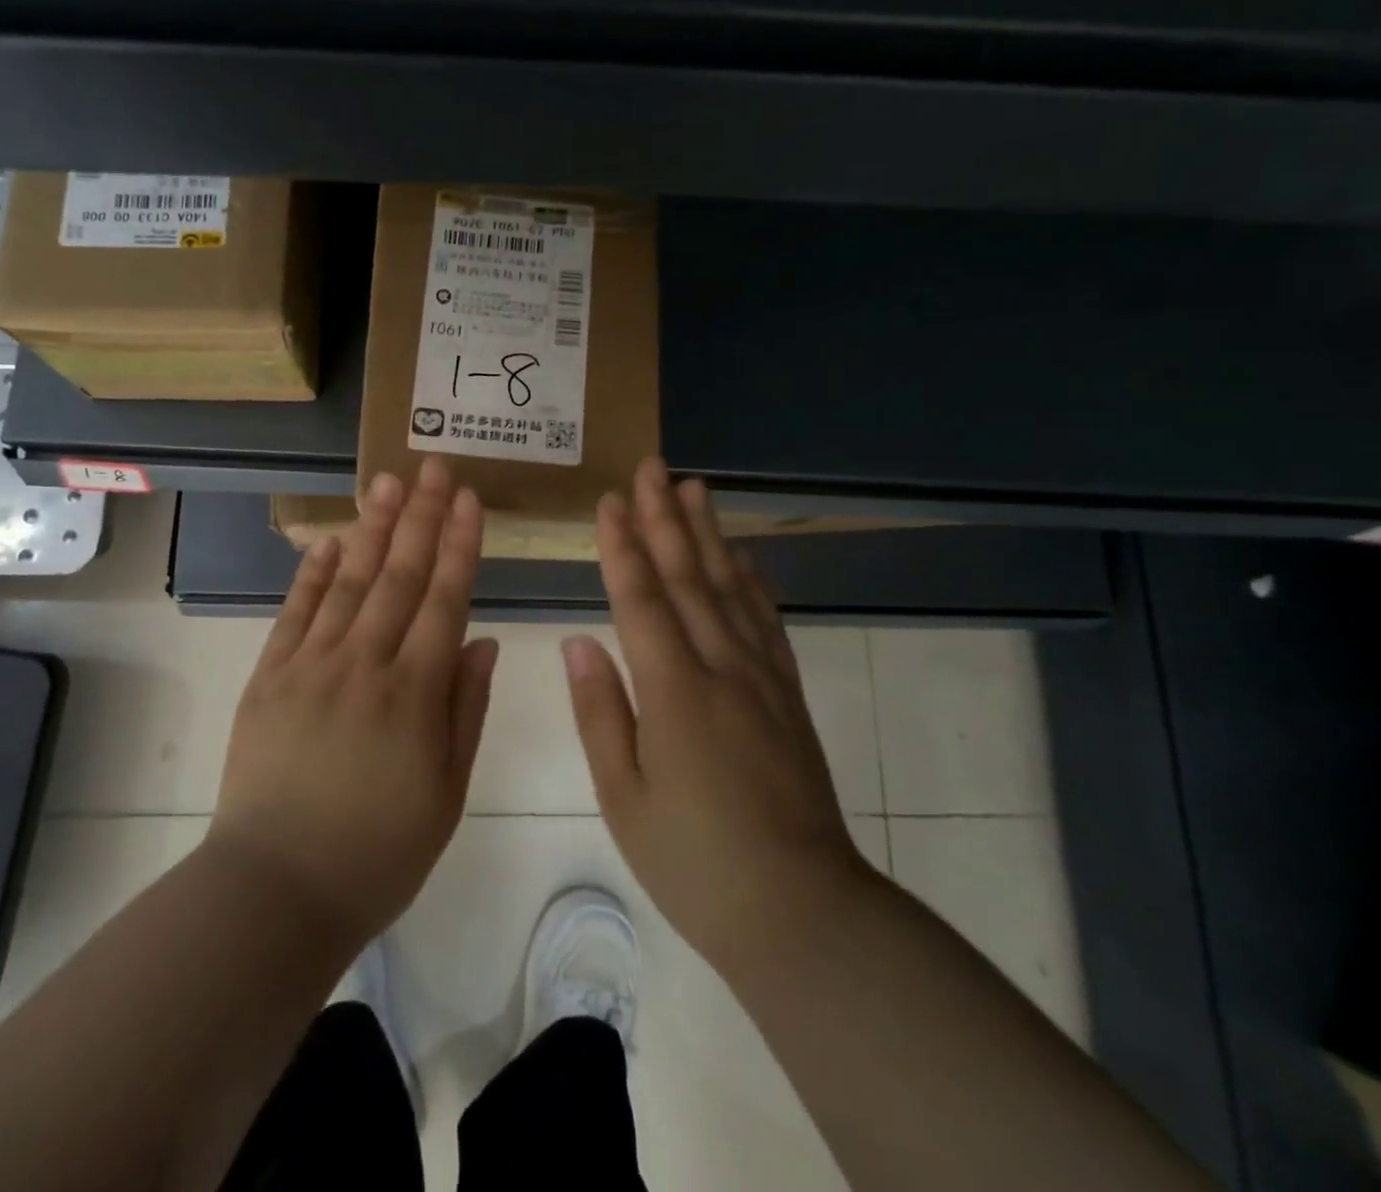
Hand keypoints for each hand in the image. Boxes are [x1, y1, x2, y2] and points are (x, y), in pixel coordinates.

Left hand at [209, 459, 497, 946]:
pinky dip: (313, 573)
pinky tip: (329, 540)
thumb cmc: (378, 852)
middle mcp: (364, 663)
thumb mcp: (446, 793)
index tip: (468, 499)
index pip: (444, 599)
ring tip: (387, 482)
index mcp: (414, 693)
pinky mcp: (269, 676)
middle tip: (432, 467)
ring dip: (371, 528)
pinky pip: (295, 613)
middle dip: (420, 517)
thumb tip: (481, 640)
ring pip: (348, 582)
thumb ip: (465, 710)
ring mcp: (311, 665)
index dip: (459, 544)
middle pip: (398, 575)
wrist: (276, 889)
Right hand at [563, 458, 871, 972]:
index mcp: (674, 692)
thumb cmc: (695, 861)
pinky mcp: (787, 696)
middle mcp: (721, 669)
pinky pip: (767, 623)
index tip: (609, 501)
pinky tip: (743, 559)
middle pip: (688, 578)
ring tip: (695, 489)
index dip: (622, 546)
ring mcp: (762, 680)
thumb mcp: (624, 797)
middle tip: (652, 467)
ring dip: (708, 535)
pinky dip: (752, 583)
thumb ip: (600, 711)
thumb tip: (578, 641)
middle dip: (665, 518)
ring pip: (730, 589)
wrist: (802, 912)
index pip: (641, 600)